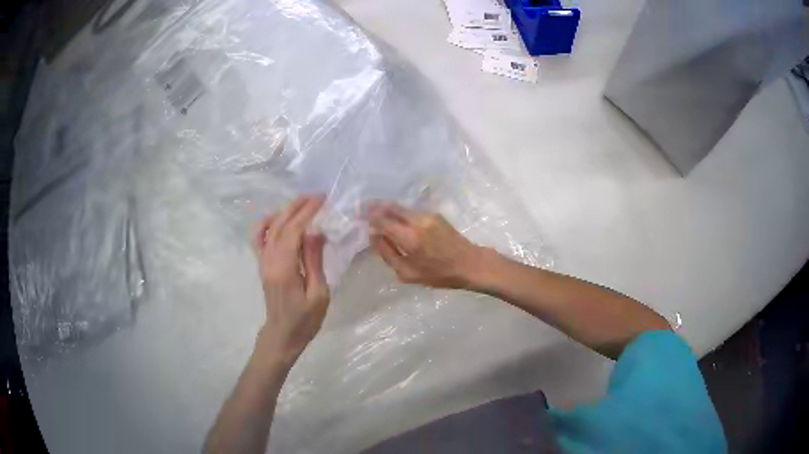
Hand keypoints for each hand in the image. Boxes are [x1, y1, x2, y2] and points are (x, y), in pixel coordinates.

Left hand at [253, 196, 329, 364]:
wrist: (282, 335)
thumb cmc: (305, 319)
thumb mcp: (319, 293)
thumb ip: (314, 261)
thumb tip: (316, 232)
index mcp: (284, 268)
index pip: (294, 231)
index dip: (308, 212)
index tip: (323, 199)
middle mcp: (269, 260)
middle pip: (280, 224)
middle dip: (297, 206)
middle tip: (316, 195)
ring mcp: (263, 262)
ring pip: (269, 228)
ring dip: (284, 211)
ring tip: (301, 202)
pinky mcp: (262, 265)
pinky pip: (259, 238)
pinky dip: (267, 224)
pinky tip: (279, 218)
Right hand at [367, 202, 487, 288]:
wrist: (470, 263)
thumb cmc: (439, 274)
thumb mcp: (408, 273)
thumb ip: (388, 253)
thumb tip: (373, 236)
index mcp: (409, 238)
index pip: (381, 220)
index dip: (367, 217)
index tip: (357, 217)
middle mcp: (416, 221)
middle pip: (390, 207)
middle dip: (374, 207)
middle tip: (362, 208)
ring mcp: (427, 215)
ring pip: (401, 207)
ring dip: (387, 209)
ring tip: (375, 213)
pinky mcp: (434, 214)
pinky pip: (411, 210)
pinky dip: (399, 212)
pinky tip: (395, 219)